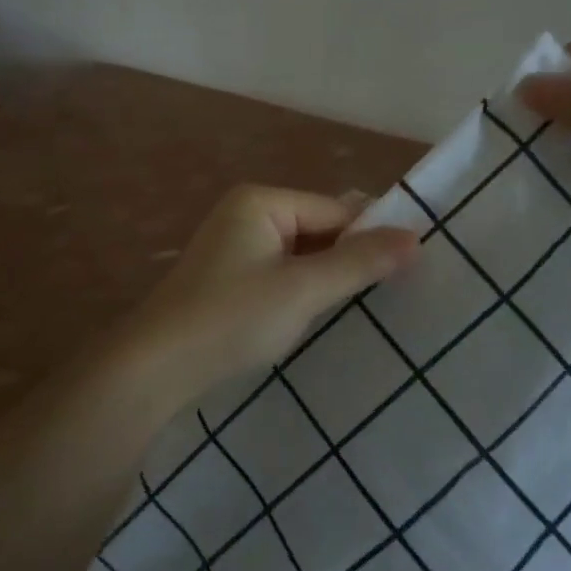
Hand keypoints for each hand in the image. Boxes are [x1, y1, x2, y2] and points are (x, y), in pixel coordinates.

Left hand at [123, 186, 417, 404]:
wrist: (155, 368)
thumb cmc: (231, 319)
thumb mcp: (302, 290)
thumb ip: (358, 263)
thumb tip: (416, 237)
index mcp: (262, 201)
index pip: (335, 210)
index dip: (372, 236)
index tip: (411, 267)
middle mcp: (247, 212)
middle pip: (319, 227)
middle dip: (350, 256)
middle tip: (394, 290)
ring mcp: (236, 245)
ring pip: (302, 252)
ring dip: (328, 275)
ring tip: (365, 305)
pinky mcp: (230, 276)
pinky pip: (282, 270)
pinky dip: (303, 288)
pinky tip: (321, 313)